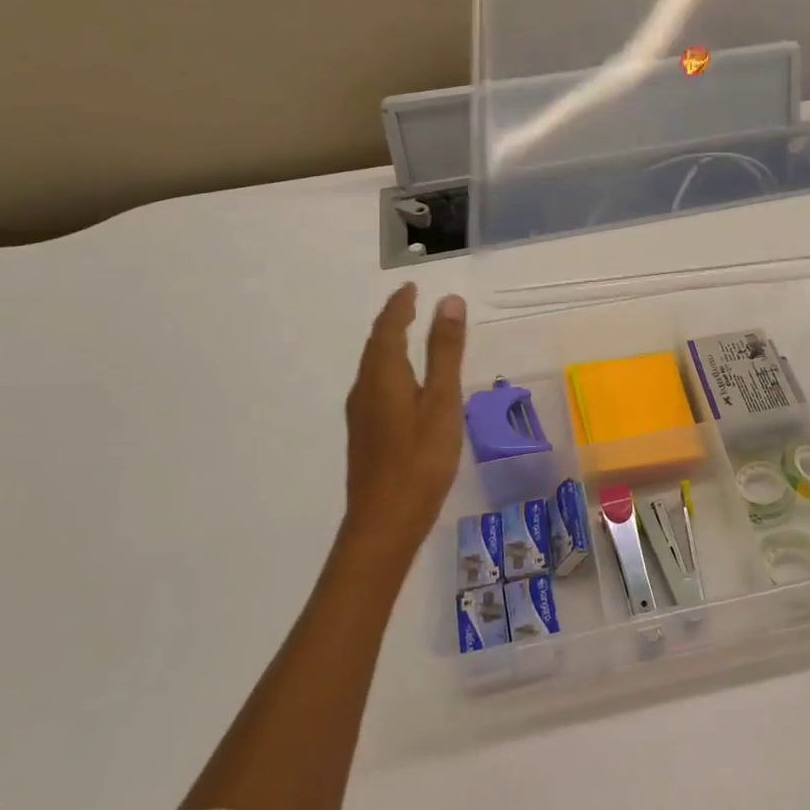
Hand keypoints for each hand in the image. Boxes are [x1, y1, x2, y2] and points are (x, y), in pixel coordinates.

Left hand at [342, 283, 467, 559]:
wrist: (384, 523)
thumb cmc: (420, 459)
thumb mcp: (442, 401)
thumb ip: (445, 351)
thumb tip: (449, 301)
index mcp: (383, 374)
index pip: (388, 327)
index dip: (400, 304)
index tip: (412, 286)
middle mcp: (365, 388)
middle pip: (375, 344)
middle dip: (392, 321)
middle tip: (412, 304)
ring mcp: (361, 414)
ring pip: (373, 367)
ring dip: (389, 344)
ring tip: (409, 335)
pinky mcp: (365, 434)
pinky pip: (375, 385)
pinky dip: (389, 368)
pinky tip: (404, 385)